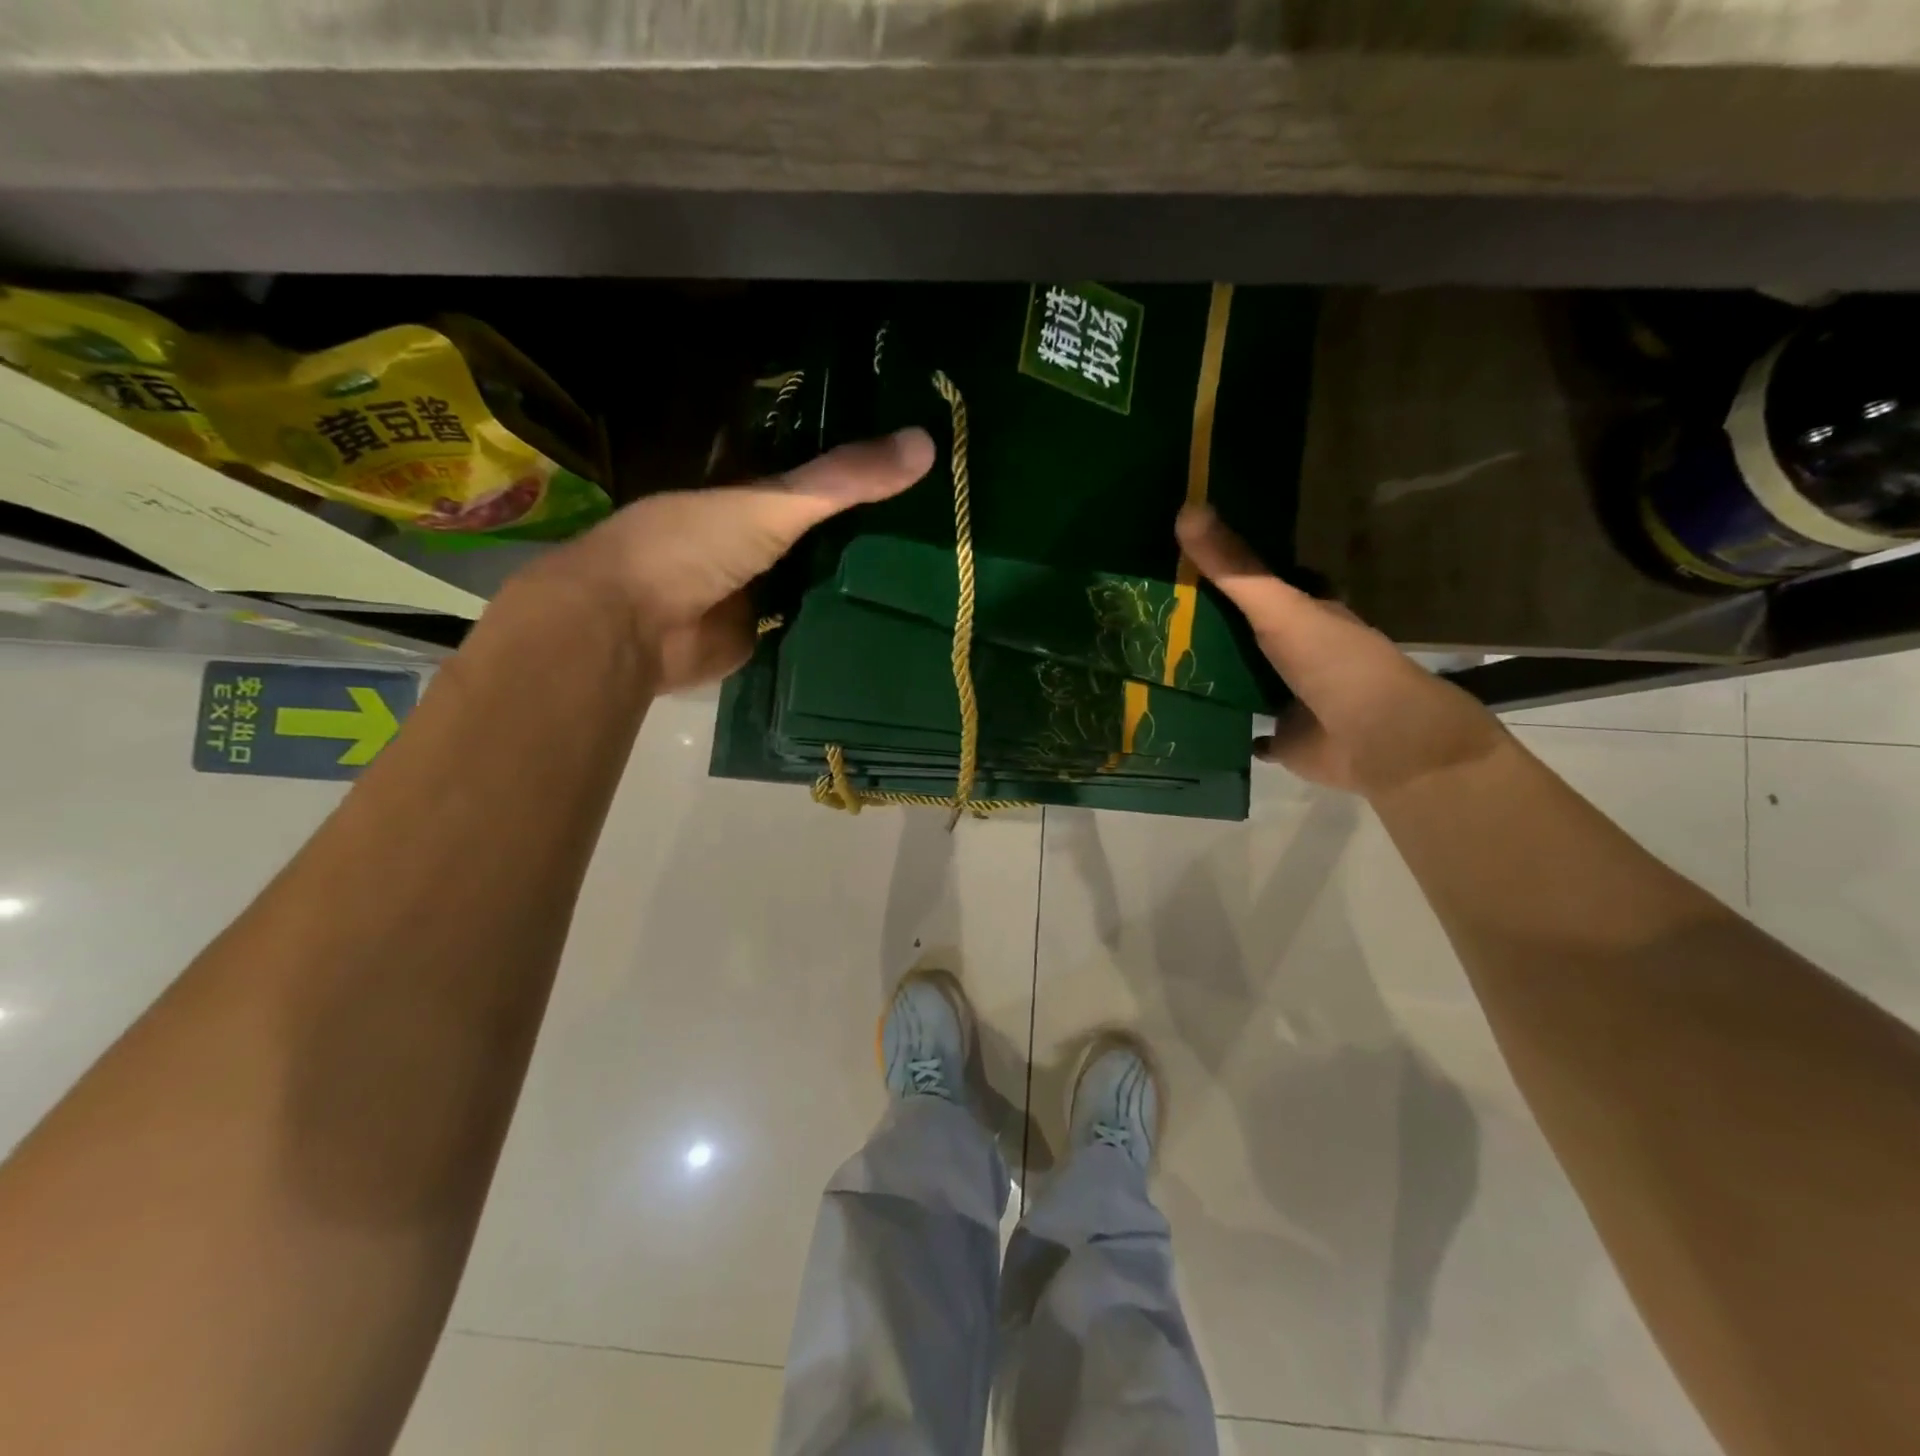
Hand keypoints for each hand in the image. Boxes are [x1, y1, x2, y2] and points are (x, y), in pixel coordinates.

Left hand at [531, 429, 934, 690]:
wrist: (635, 630)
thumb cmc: (689, 546)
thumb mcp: (771, 502)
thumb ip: (842, 479)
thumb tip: (928, 443)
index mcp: (746, 487)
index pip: (812, 463)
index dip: (857, 458)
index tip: (914, 451)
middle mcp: (755, 532)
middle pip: (823, 521)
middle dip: (871, 519)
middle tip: (941, 511)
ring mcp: (761, 584)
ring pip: (823, 571)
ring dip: (862, 569)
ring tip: (935, 560)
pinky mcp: (766, 632)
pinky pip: (816, 619)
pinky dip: (847, 617)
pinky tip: (898, 612)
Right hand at [1176, 504, 1507, 797]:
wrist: (1374, 738)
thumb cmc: (1334, 662)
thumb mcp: (1279, 607)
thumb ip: (1234, 568)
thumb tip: (1185, 507)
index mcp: (1307, 616)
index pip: (1266, 588)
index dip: (1229, 575)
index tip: (1182, 563)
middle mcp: (1299, 654)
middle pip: (1248, 634)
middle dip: (1211, 626)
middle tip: (1154, 614)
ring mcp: (1291, 698)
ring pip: (1244, 681)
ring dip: (1212, 676)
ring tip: (1154, 662)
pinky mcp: (1282, 739)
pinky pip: (1245, 731)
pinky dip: (1224, 726)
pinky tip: (1187, 719)